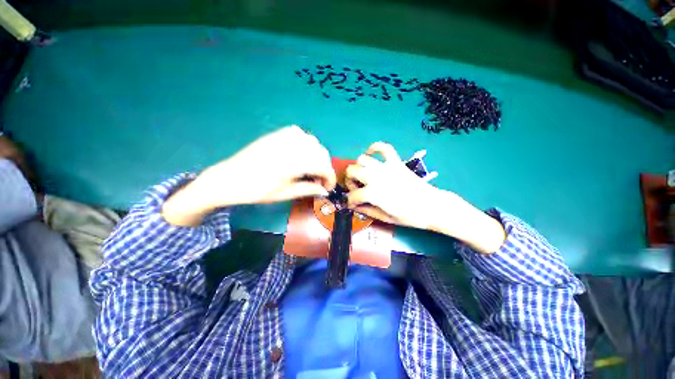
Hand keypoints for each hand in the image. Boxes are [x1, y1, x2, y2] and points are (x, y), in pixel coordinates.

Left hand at [163, 126, 335, 225]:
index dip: (330, 178)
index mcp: (295, 163)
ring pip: (314, 143)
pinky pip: (302, 135)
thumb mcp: (286, 193)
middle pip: (322, 153)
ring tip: (310, 169)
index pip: (324, 167)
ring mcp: (285, 137)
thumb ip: (309, 189)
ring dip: (317, 156)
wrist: (230, 178)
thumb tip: (324, 191)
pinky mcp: (278, 133)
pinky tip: (301, 155)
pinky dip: (307, 145)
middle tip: (319, 182)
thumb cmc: (258, 190)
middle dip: (325, 168)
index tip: (328, 188)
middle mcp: (293, 146)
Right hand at [345, 142, 443, 230]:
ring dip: (359, 167)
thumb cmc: (409, 216)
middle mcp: (376, 177)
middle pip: (352, 171)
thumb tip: (354, 206)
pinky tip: (371, 155)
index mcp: (373, 193)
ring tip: (363, 175)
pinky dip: (375, 148)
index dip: (350, 201)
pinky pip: (383, 148)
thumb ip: (367, 211)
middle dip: (350, 181)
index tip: (353, 205)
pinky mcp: (396, 162)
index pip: (353, 195)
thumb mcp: (386, 218)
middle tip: (356, 188)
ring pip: (362, 159)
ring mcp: (386, 167)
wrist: (431, 206)